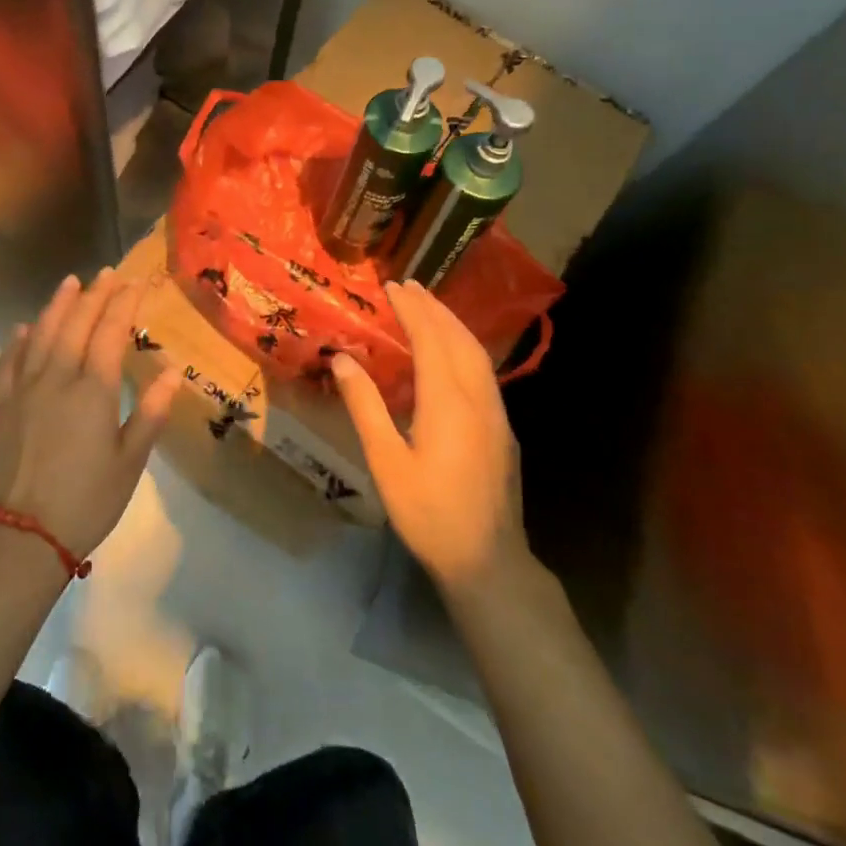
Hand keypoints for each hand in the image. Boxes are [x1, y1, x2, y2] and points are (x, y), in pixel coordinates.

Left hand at [0, 269, 182, 561]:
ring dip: (57, 306)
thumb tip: (174, 371)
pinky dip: (19, 341)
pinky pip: (9, 363)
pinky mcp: (2, 406)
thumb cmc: (88, 500)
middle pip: (76, 324)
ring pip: (42, 335)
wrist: (25, 534)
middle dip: (94, 295)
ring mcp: (25, 390)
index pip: (109, 332)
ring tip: (69, 282)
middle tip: (108, 274)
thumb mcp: (131, 461)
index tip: (135, 283)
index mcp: (93, 390)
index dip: (123, 304)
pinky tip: (24, 328)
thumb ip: (150, 412)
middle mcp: (57, 378)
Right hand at [331, 280, 531, 595]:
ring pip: (477, 353)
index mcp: (448, 402)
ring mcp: (496, 413)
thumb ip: (365, 406)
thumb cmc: (428, 512)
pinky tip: (452, 352)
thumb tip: (342, 359)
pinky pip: (484, 371)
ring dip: (453, 324)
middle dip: (434, 308)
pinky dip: (464, 347)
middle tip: (409, 285)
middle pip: (459, 338)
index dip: (412, 310)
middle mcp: (478, 398)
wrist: (487, 560)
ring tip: (429, 306)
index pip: (431, 339)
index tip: (392, 287)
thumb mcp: (385, 461)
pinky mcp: (502, 428)